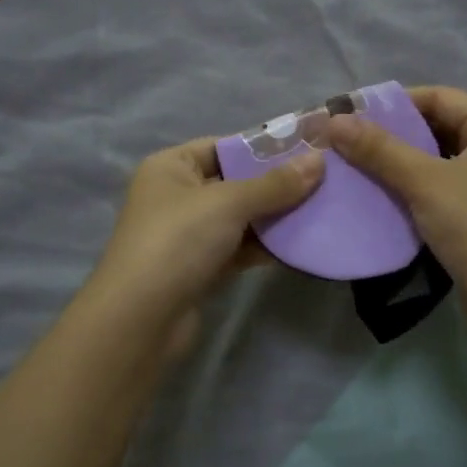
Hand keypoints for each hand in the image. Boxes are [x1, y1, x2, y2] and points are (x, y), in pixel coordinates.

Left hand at [79, 137, 323, 360]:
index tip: (309, 149)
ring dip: (277, 216)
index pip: (225, 146)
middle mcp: (177, 195)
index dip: (265, 147)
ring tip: (323, 209)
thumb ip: (275, 183)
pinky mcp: (201, 267)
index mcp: (171, 166)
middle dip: (278, 184)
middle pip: (236, 182)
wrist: (141, 320)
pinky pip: (241, 247)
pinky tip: (302, 243)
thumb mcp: (229, 203)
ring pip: (242, 217)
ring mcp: (189, 234)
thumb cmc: (178, 242)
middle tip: (326, 180)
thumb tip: (319, 160)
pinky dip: (267, 245)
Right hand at [325, 86, 466, 324]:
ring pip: (438, 157)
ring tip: (357, 163)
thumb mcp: (424, 182)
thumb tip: (335, 121)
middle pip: (439, 125)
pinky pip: (441, 184)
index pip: (441, 97)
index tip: (355, 113)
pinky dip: (413, 184)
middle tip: (350, 139)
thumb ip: (380, 149)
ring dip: (401, 160)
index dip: (397, 102)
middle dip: (395, 132)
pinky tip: (381, 192)